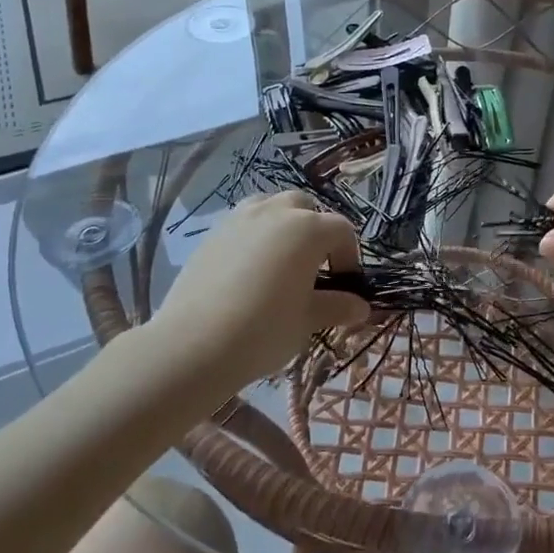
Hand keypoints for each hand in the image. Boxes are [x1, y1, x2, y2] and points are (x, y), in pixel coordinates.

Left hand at [152, 191, 369, 395]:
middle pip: (306, 208)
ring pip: (271, 207)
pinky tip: (248, 270)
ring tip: (280, 260)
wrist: (192, 345)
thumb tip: (361, 306)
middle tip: (313, 268)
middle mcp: (276, 212)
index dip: (349, 256)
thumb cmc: (264, 330)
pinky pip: (244, 223)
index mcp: (308, 229)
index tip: (345, 286)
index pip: (342, 230)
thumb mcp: (307, 321)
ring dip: (283, 225)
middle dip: (315, 231)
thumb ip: (337, 307)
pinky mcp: (212, 233)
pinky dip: (255, 236)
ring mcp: (240, 218)